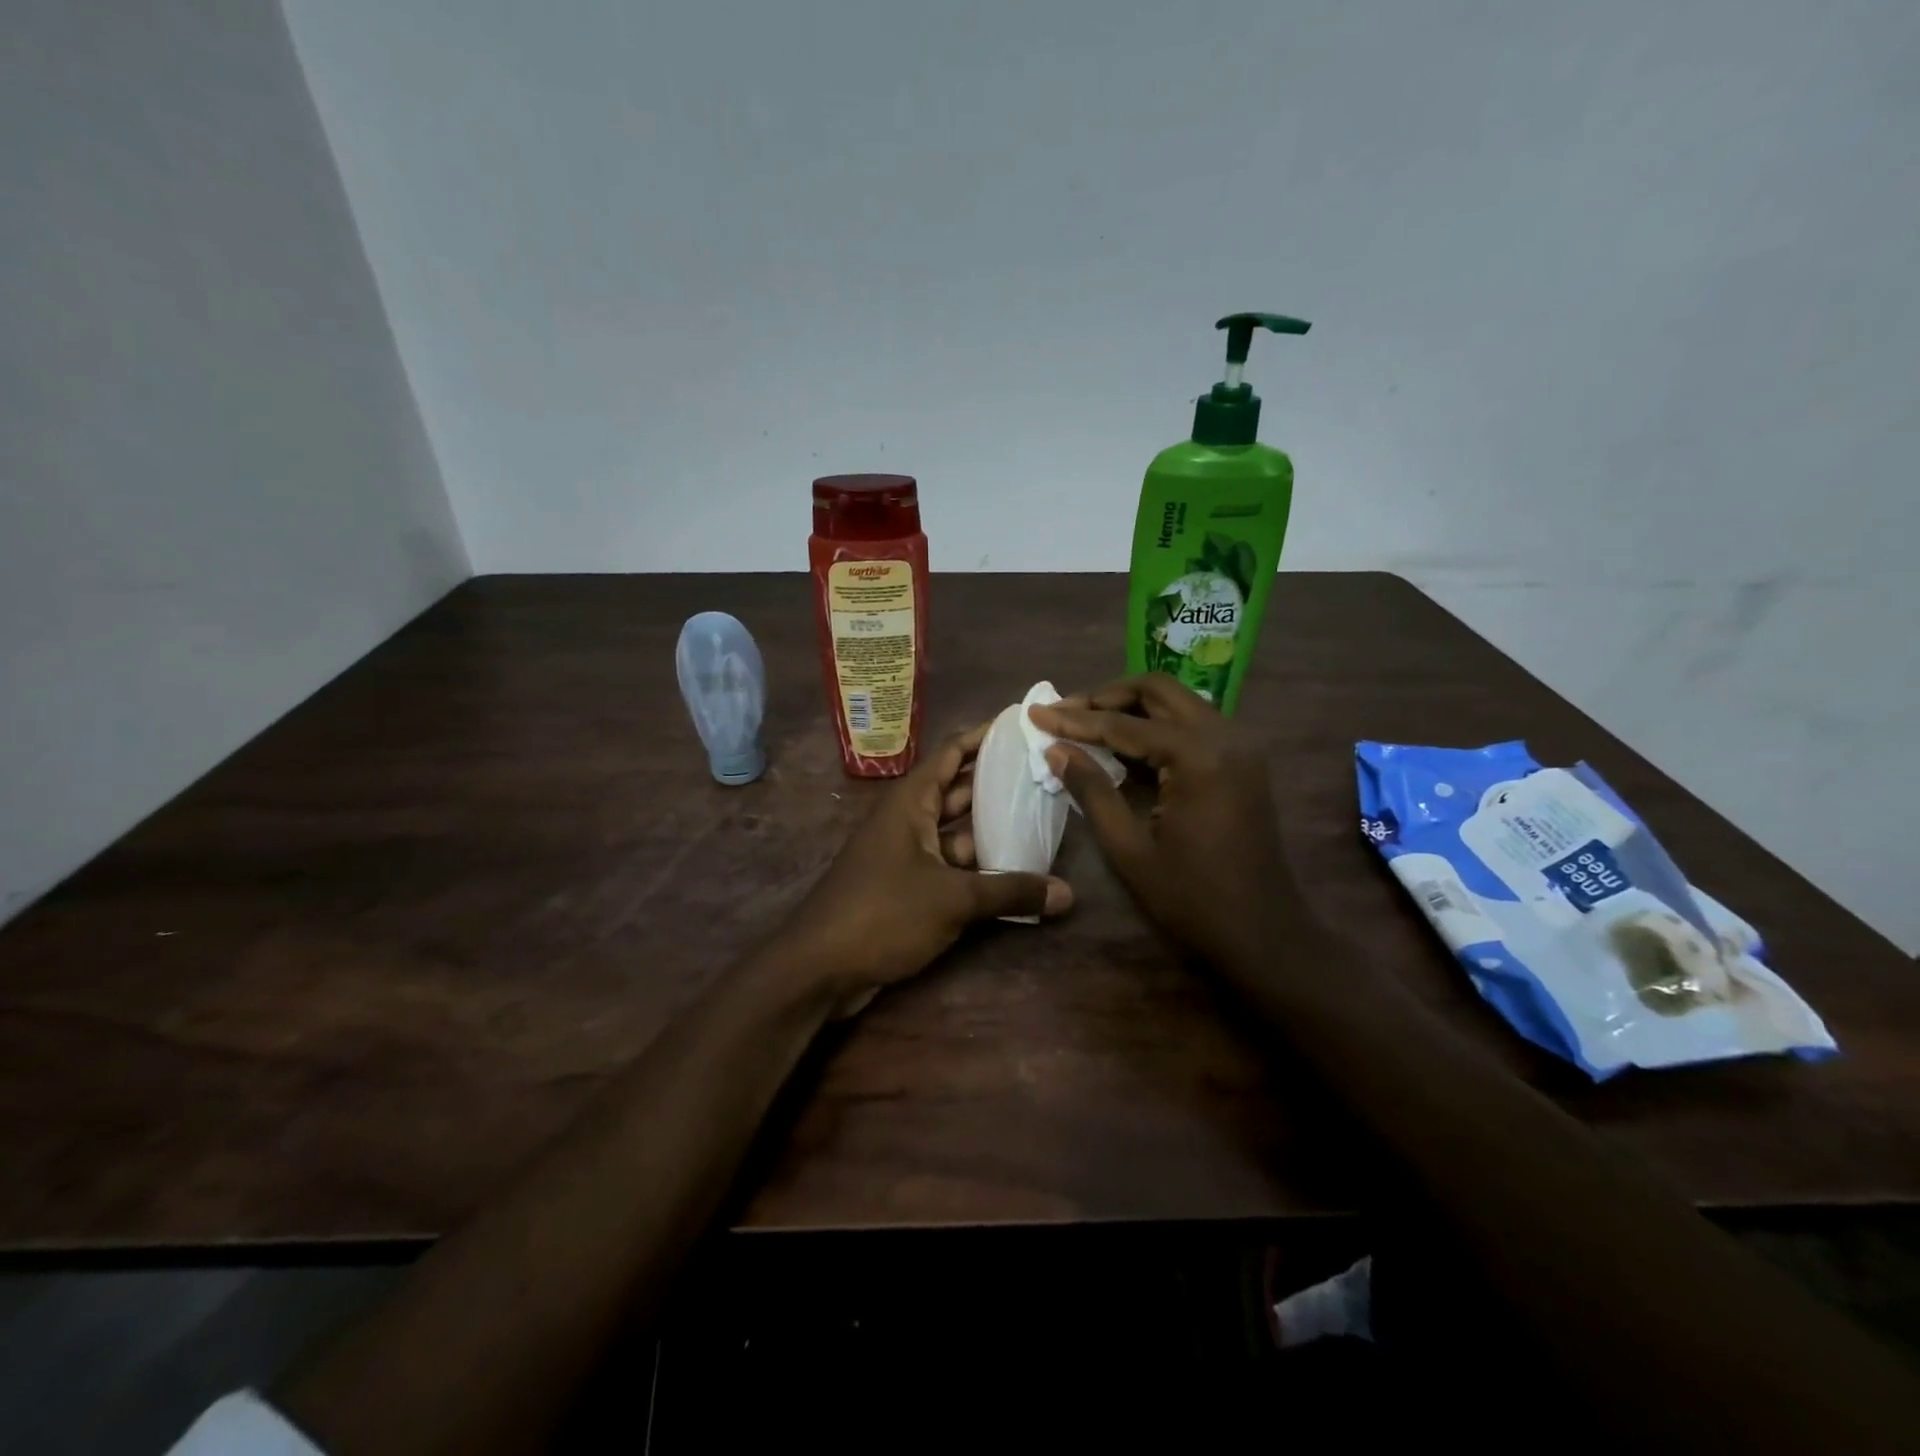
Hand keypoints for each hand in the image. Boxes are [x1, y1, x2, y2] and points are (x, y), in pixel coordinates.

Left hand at [780, 722, 1072, 1012]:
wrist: (819, 967)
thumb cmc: (883, 913)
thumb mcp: (953, 900)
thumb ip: (1010, 892)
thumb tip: (1068, 893)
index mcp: (910, 802)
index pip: (952, 752)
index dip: (985, 736)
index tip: (1023, 725)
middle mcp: (908, 819)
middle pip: (958, 789)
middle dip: (998, 782)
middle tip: (1044, 774)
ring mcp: (906, 853)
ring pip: (956, 830)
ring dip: (992, 828)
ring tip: (1041, 818)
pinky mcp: (906, 885)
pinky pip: (950, 864)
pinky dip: (978, 865)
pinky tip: (1015, 871)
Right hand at [1028, 674, 1293, 968]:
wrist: (1263, 934)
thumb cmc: (1191, 899)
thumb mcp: (1129, 848)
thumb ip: (1092, 790)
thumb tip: (1055, 749)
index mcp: (1197, 756)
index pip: (1124, 724)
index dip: (1075, 719)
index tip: (1036, 712)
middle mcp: (1225, 736)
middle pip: (1157, 690)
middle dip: (1106, 696)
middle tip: (1066, 712)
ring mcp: (1240, 746)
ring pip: (1177, 702)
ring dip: (1131, 706)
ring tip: (1087, 723)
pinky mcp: (1244, 761)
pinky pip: (1193, 724)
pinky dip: (1156, 725)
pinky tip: (1125, 744)